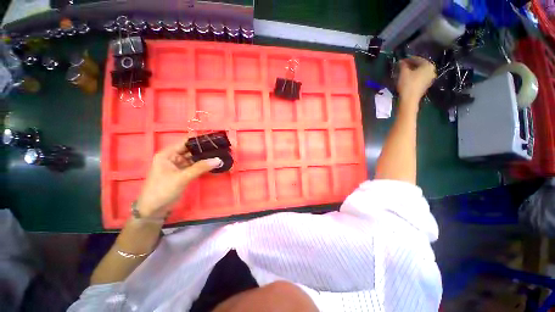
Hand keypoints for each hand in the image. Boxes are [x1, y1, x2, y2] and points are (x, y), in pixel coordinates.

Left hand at [135, 138, 222, 218]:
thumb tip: (218, 160)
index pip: (185, 142)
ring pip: (194, 159)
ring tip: (219, 155)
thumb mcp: (182, 177)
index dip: (199, 140)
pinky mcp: (183, 173)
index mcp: (168, 154)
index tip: (214, 140)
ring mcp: (178, 166)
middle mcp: (173, 157)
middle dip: (204, 150)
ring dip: (204, 158)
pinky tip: (212, 164)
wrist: (154, 209)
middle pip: (191, 150)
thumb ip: (200, 167)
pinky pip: (194, 167)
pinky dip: (203, 166)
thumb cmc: (163, 190)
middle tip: (220, 148)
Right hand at [397, 56, 436, 107]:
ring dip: (412, 71)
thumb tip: (401, 61)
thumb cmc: (407, 84)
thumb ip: (402, 65)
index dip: (408, 59)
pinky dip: (414, 76)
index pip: (417, 59)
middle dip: (411, 65)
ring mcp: (430, 78)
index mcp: (428, 65)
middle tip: (402, 66)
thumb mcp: (403, 72)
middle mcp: (432, 70)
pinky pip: (420, 77)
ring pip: (420, 72)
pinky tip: (407, 78)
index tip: (401, 60)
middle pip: (420, 65)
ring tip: (404, 72)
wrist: (409, 99)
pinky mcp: (426, 85)